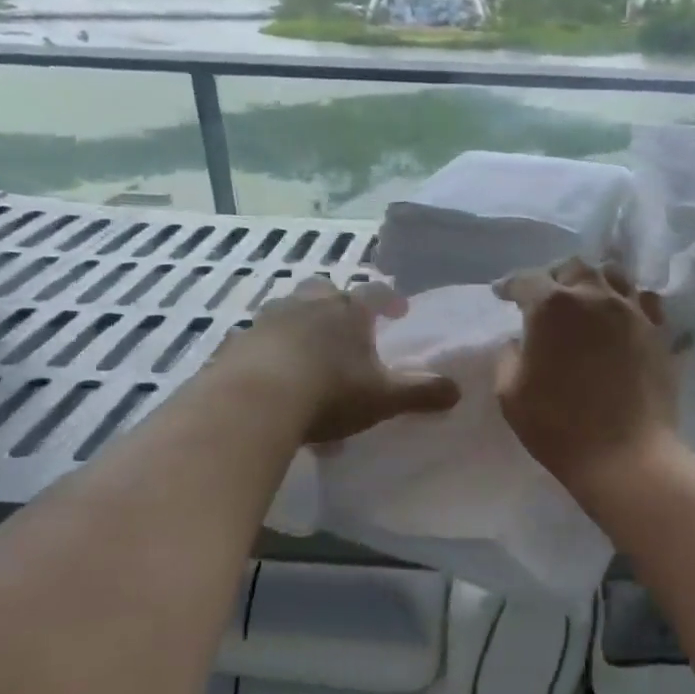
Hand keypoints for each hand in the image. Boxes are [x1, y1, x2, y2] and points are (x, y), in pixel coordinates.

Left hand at [225, 277, 459, 444]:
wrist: (255, 402)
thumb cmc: (330, 392)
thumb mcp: (383, 398)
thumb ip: (421, 393)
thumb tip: (457, 391)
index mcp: (348, 311)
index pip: (376, 294)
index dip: (390, 300)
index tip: (399, 311)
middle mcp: (307, 305)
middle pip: (325, 291)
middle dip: (337, 303)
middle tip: (346, 326)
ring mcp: (268, 321)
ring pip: (288, 312)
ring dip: (301, 325)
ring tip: (309, 355)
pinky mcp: (236, 343)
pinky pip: (258, 342)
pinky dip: (270, 354)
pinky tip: (273, 380)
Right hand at [493, 258, 679, 498]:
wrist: (625, 454)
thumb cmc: (558, 426)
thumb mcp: (510, 394)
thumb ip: (508, 357)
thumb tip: (519, 341)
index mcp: (551, 306)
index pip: (526, 280)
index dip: (510, 286)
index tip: (502, 294)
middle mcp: (594, 296)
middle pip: (574, 267)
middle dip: (555, 276)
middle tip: (546, 295)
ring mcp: (631, 311)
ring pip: (613, 274)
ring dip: (594, 280)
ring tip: (587, 297)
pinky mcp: (659, 331)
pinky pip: (646, 300)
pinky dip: (630, 299)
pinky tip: (623, 314)